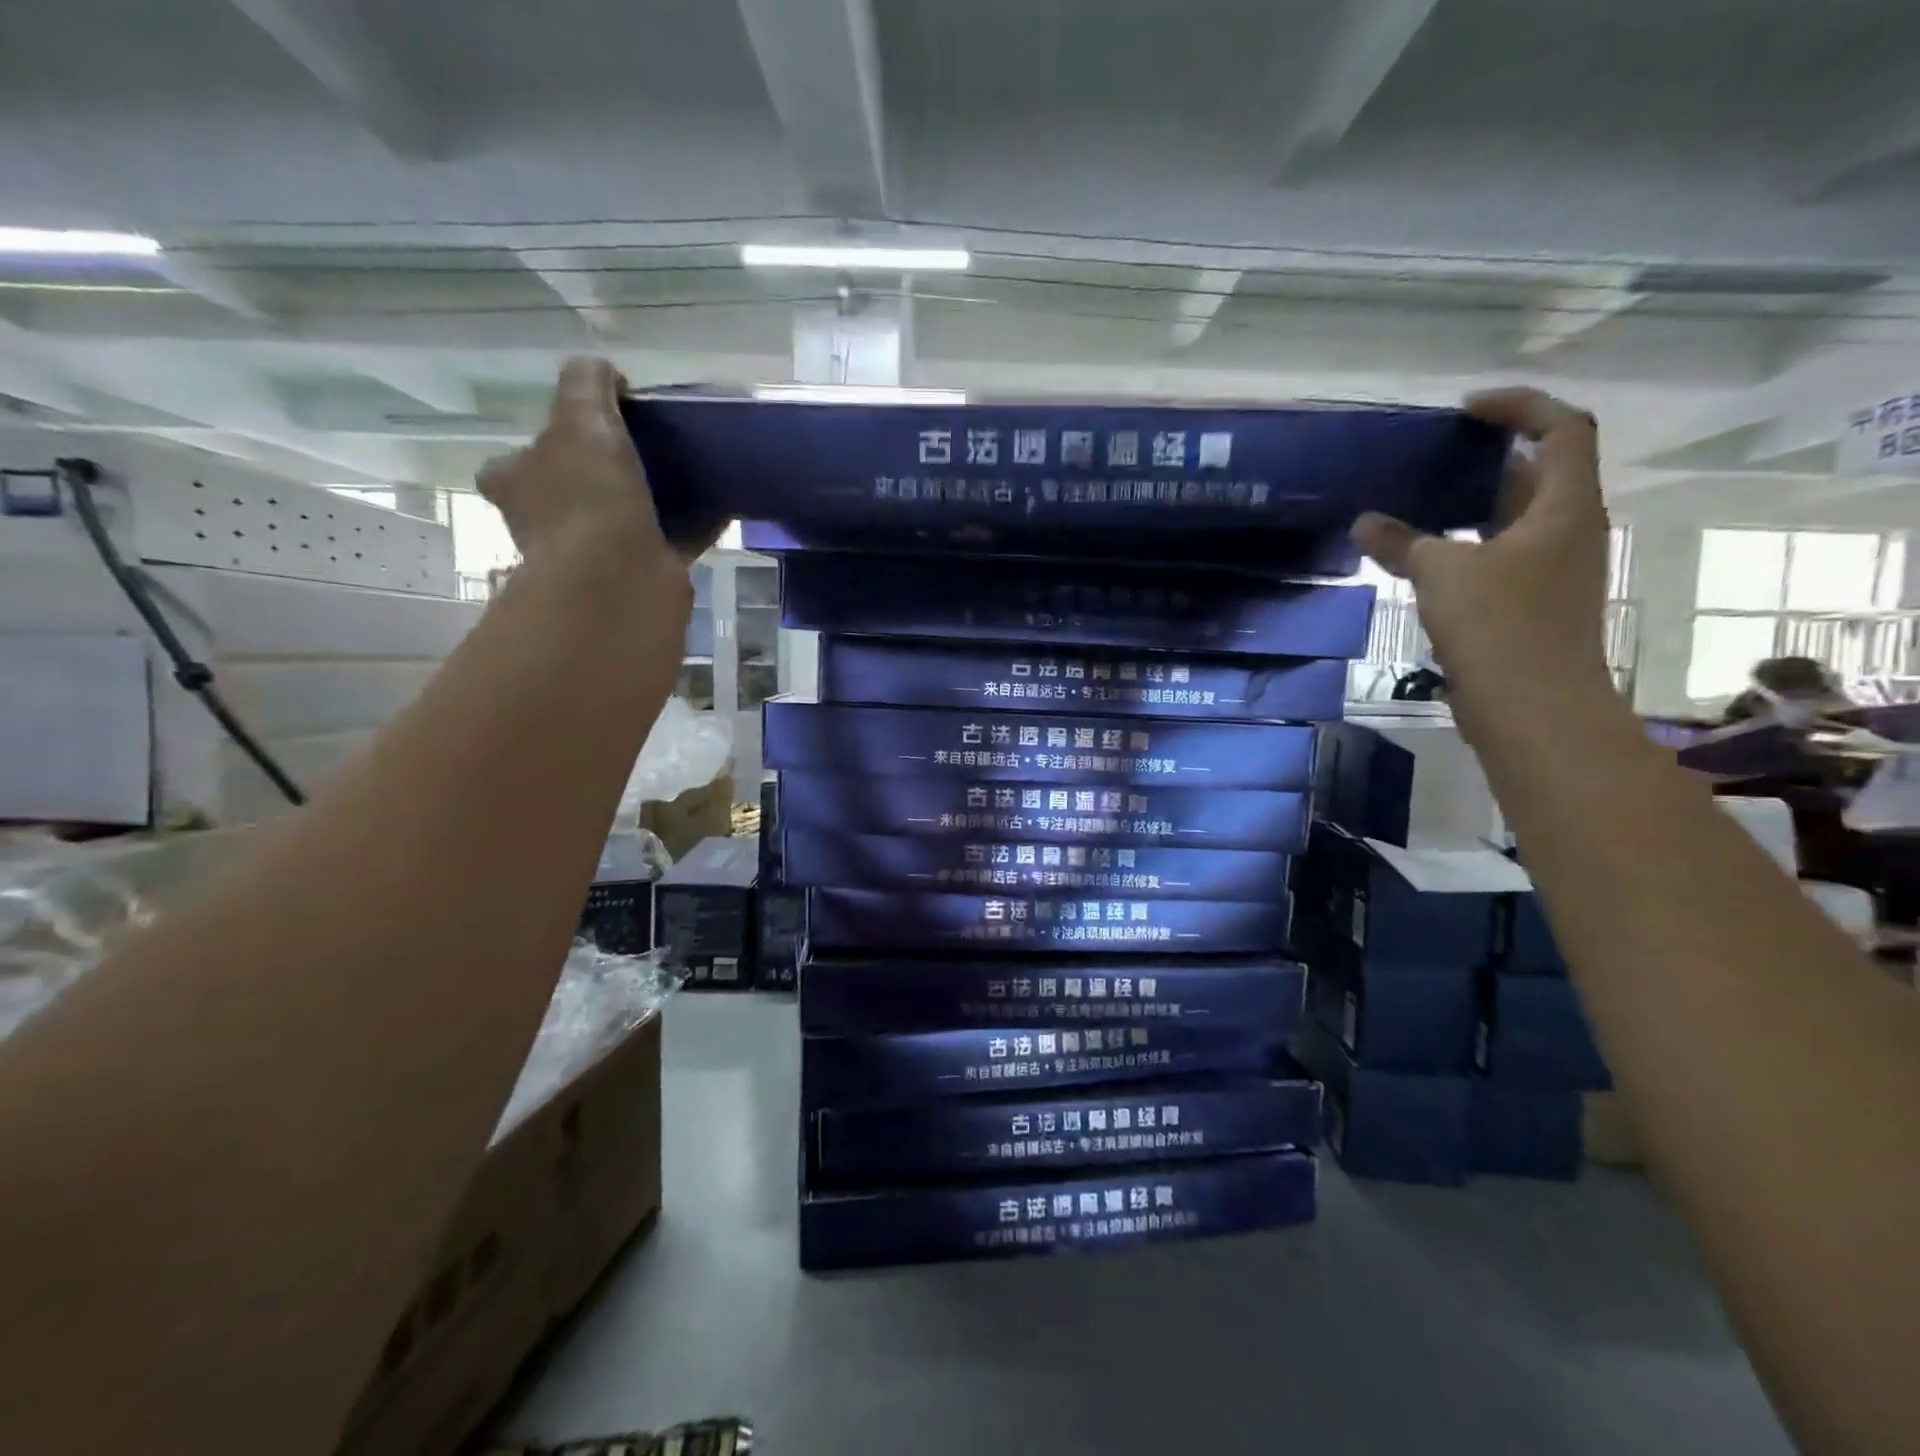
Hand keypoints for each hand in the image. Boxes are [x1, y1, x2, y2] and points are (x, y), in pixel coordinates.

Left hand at [478, 357, 720, 569]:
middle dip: (602, 474)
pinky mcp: (640, 576)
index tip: (581, 430)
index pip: (512, 463)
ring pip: (622, 518)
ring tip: (686, 473)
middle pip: (572, 491)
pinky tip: (719, 506)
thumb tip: (604, 372)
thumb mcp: (581, 417)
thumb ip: (587, 384)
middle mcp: (547, 524)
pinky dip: (692, 526)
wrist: (621, 577)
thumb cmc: (588, 495)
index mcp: (517, 485)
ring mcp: (594, 556)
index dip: (543, 445)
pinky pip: (669, 541)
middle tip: (641, 448)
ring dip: (649, 501)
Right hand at [1352, 387, 1612, 701]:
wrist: (1533, 707)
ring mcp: (1552, 568)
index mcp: (1564, 506)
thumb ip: (1402, 542)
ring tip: (1415, 503)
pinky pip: (1499, 555)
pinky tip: (1422, 557)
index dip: (1520, 407)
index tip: (1465, 412)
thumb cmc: (1499, 627)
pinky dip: (1465, 545)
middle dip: (1486, 459)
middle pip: (1538, 472)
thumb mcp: (1442, 573)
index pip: (1562, 428)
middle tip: (1429, 458)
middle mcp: (1568, 529)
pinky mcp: (1531, 602)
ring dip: (1470, 506)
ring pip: (1514, 518)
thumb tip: (1363, 522)